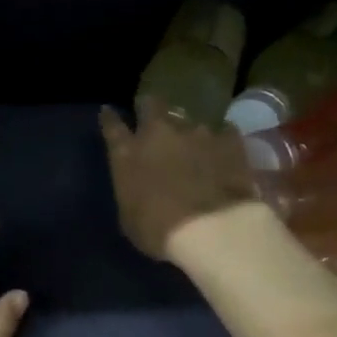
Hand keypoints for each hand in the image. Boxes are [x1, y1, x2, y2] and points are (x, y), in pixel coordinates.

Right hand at [100, 97, 260, 261]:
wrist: (212, 229)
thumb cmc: (159, 231)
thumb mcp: (130, 216)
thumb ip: (132, 190)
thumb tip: (138, 184)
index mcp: (128, 154)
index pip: (112, 126)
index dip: (110, 118)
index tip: (108, 112)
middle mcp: (159, 133)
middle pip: (151, 105)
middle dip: (149, 107)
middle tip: (152, 114)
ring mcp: (196, 132)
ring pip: (187, 119)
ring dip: (187, 130)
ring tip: (193, 144)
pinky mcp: (228, 139)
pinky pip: (222, 131)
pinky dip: (220, 139)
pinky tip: (223, 150)